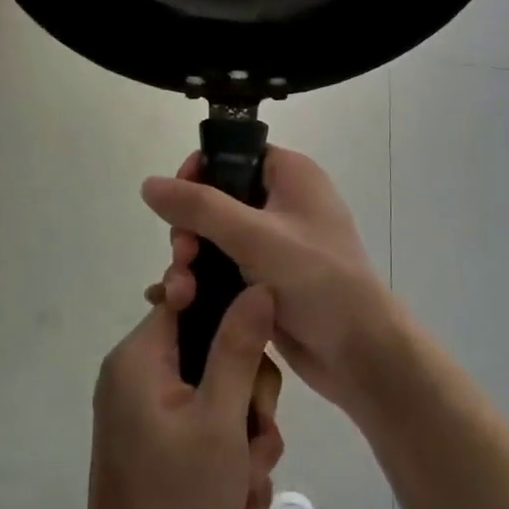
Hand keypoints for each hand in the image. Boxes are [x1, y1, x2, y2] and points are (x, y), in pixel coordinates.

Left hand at [78, 284, 284, 508]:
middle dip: (249, 398)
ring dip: (247, 437)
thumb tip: (258, 286)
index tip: (261, 345)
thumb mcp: (220, 420)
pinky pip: (209, 424)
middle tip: (256, 441)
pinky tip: (241, 501)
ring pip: (222, 392)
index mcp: (141, 356)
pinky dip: (231, 457)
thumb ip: (240, 347)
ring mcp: (151, 409)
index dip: (232, 311)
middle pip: (215, 349)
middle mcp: (141, 373)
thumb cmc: (178, 502)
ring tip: (247, 483)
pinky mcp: (162, 440)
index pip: (189, 296)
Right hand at [142, 147, 407, 415]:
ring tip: (180, 294)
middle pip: (216, 199)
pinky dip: (203, 282)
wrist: (359, 354)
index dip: (198, 174)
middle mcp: (283, 202)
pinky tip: (179, 303)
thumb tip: (149, 183)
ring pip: (215, 239)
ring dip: (191, 262)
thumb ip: (199, 207)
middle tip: (183, 258)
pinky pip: (224, 269)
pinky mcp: (267, 279)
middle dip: (189, 229)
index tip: (176, 205)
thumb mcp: (254, 236)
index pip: (233, 154)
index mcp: (290, 175)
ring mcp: (275, 243)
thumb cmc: (317, 281)